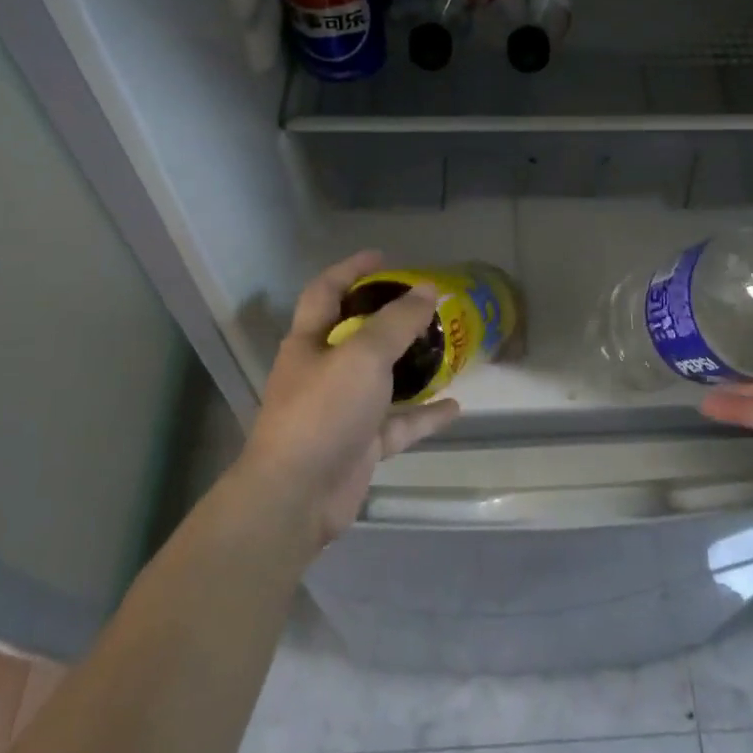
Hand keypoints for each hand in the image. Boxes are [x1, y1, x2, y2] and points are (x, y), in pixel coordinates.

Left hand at [226, 251, 461, 551]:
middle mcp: (322, 371)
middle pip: (357, 334)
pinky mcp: (359, 444)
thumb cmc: (323, 412)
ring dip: (411, 366)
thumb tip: (427, 288)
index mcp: (310, 341)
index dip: (351, 269)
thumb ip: (397, 322)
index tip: (384, 257)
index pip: (326, 291)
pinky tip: (455, 407)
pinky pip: (397, 423)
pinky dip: (424, 415)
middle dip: (389, 318)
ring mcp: (341, 410)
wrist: (296, 495)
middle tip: (426, 305)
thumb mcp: (363, 356)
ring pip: (381, 379)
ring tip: (447, 350)